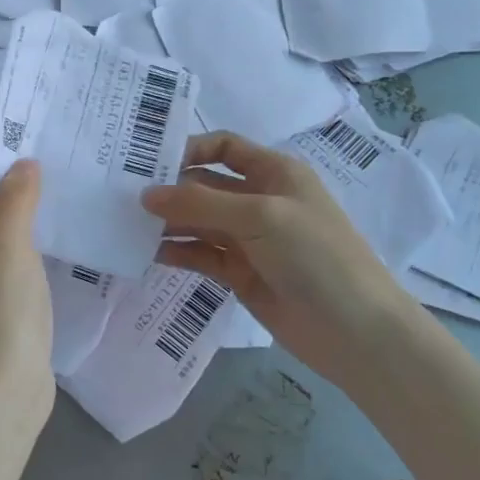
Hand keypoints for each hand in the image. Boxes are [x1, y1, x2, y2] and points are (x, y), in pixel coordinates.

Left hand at [0, 154, 55, 415]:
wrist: (1, 386)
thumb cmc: (0, 305)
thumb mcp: (10, 240)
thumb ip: (16, 195)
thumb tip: (23, 164)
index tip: (10, 170)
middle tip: (33, 183)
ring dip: (6, 209)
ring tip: (43, 207)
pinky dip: (12, 236)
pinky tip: (43, 242)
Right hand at [142, 132, 426, 381]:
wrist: (358, 332)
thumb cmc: (316, 256)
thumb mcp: (260, 217)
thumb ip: (200, 203)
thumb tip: (145, 195)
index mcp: (274, 172)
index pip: (224, 147)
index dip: (189, 149)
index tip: (148, 161)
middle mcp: (259, 200)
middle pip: (204, 184)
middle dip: (169, 189)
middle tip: (121, 196)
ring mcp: (249, 239)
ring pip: (198, 221)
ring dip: (167, 222)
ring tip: (126, 226)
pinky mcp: (239, 273)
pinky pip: (200, 255)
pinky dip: (176, 252)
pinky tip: (147, 254)